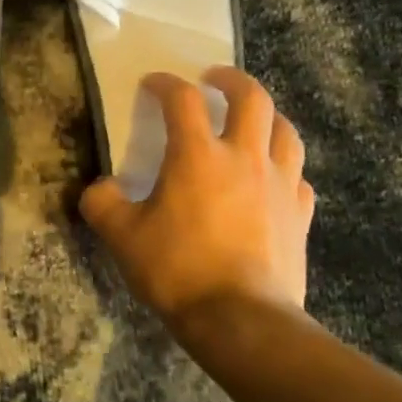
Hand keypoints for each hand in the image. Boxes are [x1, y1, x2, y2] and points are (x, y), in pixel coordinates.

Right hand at [81, 68, 314, 325]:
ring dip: (267, 116)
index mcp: (198, 155)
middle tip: (214, 79)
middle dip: (232, 79)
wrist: (242, 321)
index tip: (152, 84)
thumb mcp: (121, 236)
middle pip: (252, 97)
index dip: (165, 83)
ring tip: (251, 121)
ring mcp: (281, 185)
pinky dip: (285, 167)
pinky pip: (298, 177)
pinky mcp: (301, 216)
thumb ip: (103, 203)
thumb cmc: (178, 270)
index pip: (182, 99)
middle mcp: (245, 158)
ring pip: (285, 131)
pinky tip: (273, 178)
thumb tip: (101, 188)